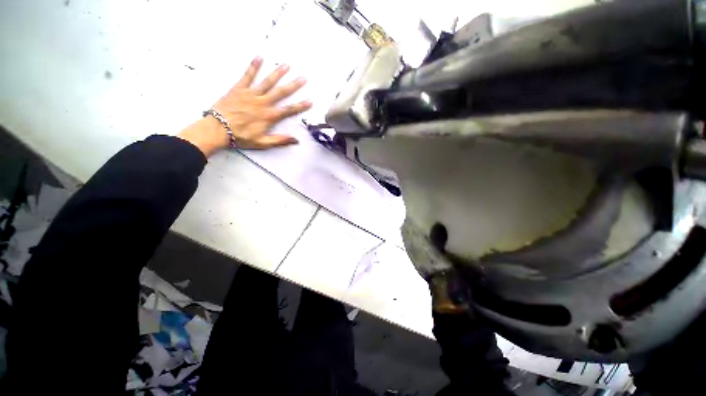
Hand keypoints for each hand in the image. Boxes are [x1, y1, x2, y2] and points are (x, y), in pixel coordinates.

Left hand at [178, 57, 311, 156]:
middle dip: (293, 85)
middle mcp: (262, 103)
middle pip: (281, 92)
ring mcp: (251, 94)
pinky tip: (260, 57)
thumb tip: (296, 140)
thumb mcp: (263, 143)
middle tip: (303, 77)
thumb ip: (280, 140)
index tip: (310, 101)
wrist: (217, 129)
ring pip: (267, 81)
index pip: (288, 110)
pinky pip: (247, 75)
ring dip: (278, 73)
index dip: (300, 106)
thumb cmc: (241, 137)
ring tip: (287, 65)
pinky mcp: (239, 89)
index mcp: (269, 116)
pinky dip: (253, 66)